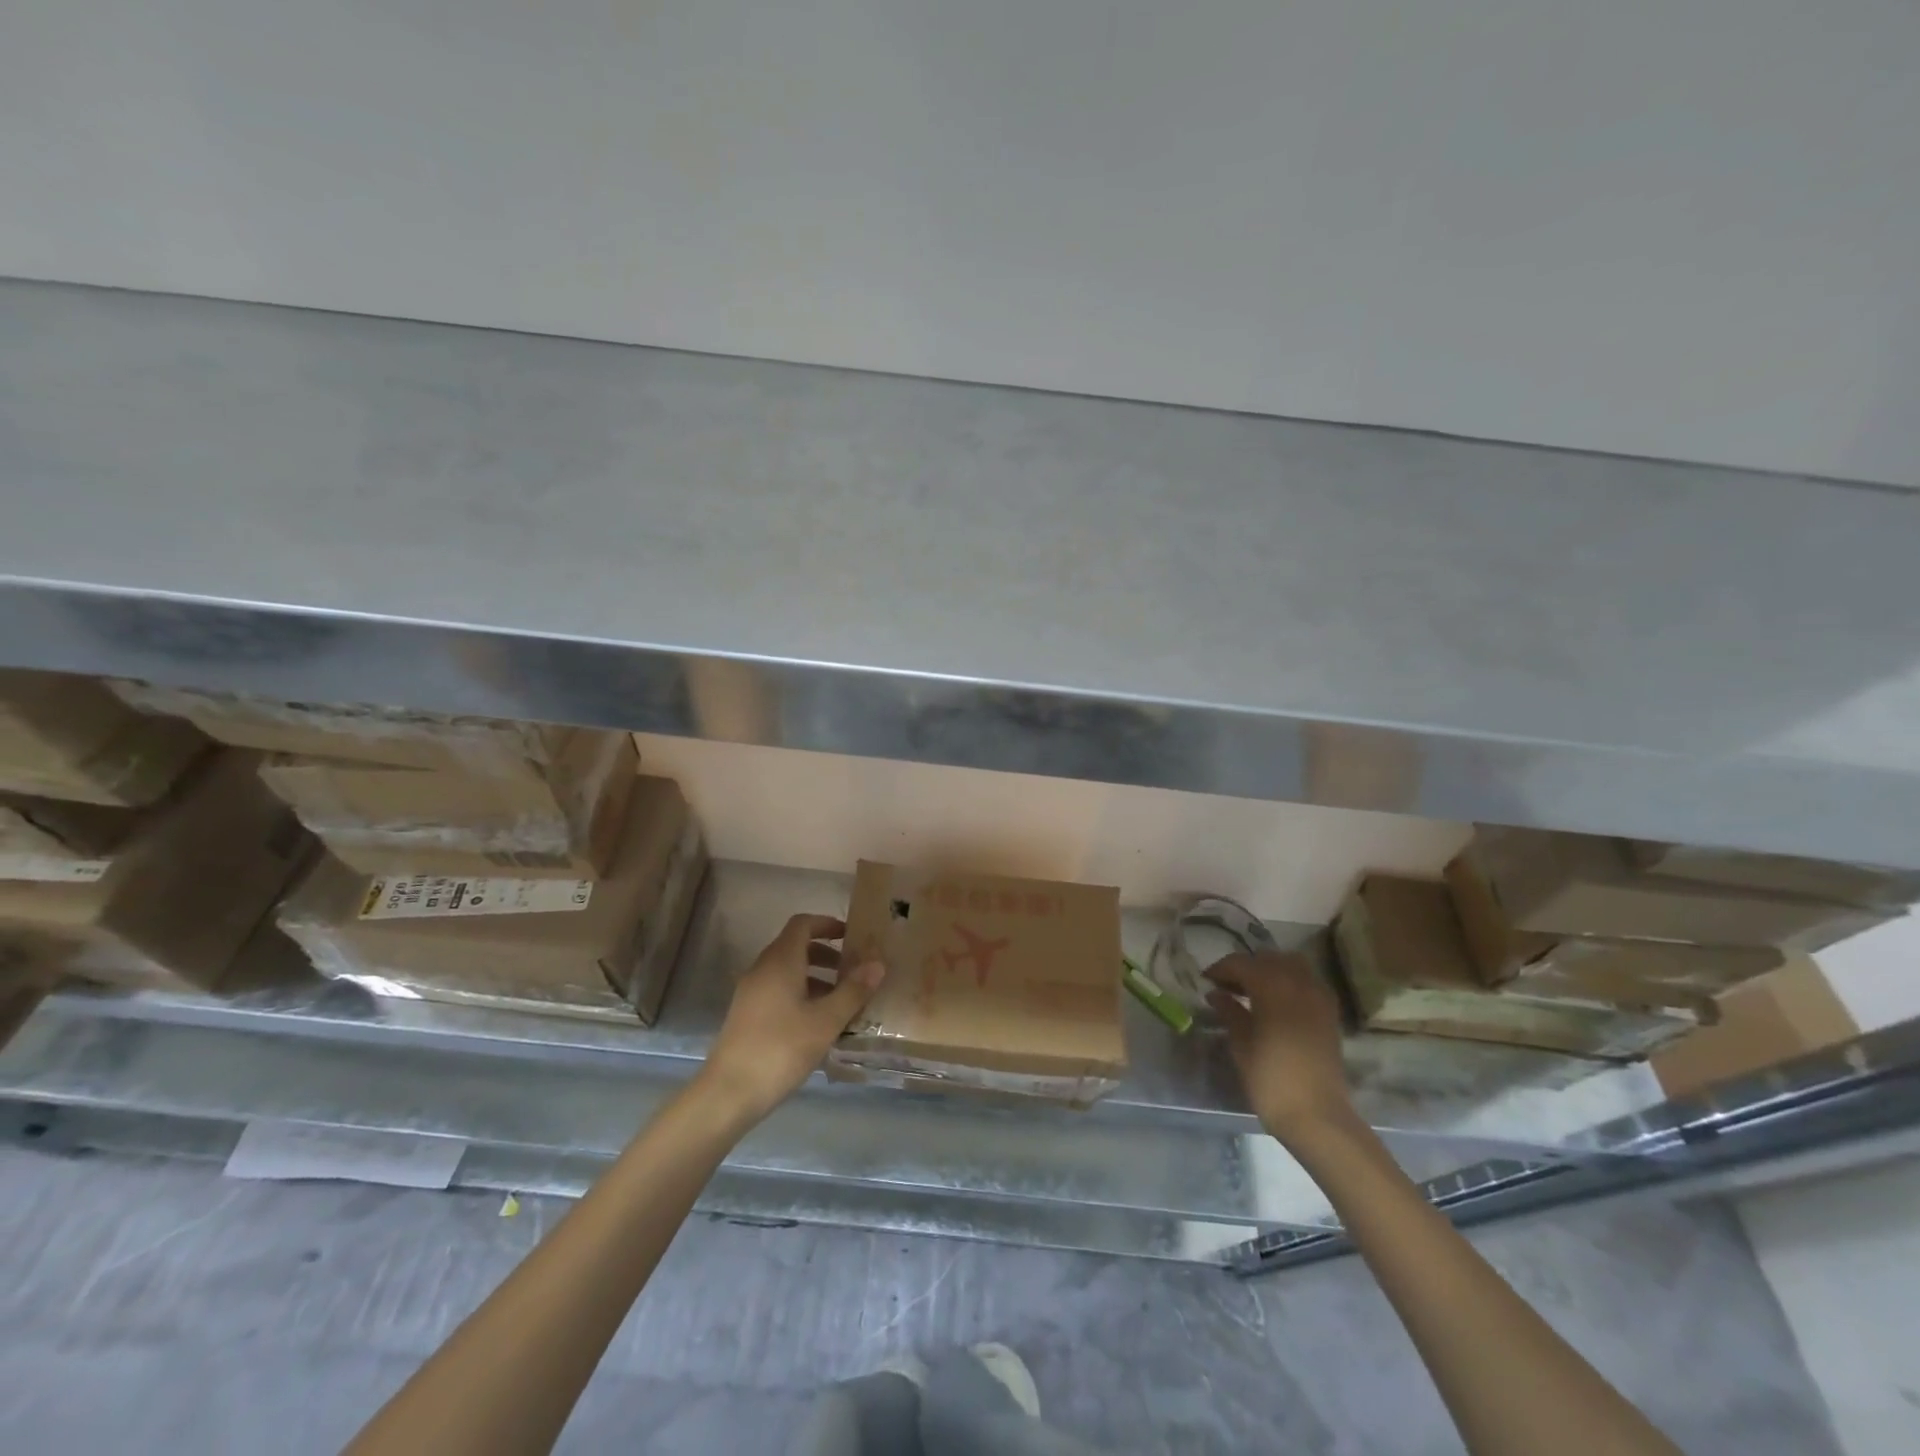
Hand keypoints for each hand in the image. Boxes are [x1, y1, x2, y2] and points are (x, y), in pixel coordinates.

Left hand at [700, 914, 885, 1125]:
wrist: (728, 1093)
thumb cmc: (781, 1049)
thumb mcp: (825, 1021)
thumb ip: (853, 990)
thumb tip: (877, 963)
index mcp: (781, 961)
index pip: (803, 923)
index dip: (828, 924)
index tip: (852, 937)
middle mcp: (763, 969)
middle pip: (796, 946)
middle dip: (827, 954)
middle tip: (853, 971)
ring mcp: (751, 992)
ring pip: (788, 971)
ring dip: (816, 977)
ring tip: (843, 1000)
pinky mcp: (747, 1014)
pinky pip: (778, 990)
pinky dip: (801, 994)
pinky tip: (818, 1023)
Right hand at [1205, 952, 1355, 1143]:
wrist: (1318, 1116)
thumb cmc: (1270, 1079)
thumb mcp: (1241, 1044)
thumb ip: (1229, 1012)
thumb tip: (1216, 994)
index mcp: (1272, 986)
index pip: (1241, 963)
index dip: (1220, 969)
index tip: (1206, 981)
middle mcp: (1298, 983)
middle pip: (1268, 959)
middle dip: (1246, 966)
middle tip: (1227, 985)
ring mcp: (1318, 997)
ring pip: (1292, 965)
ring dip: (1271, 970)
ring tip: (1253, 990)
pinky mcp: (1330, 1014)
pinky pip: (1308, 982)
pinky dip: (1291, 982)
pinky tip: (1278, 1002)